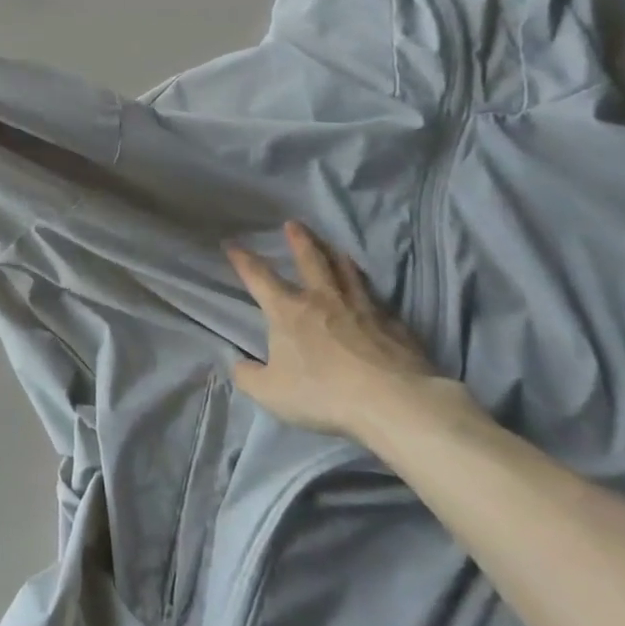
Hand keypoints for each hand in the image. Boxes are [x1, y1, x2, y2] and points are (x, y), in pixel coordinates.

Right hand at [226, 222, 449, 442]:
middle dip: (300, 240)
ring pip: (347, 272)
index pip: (259, 277)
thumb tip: (237, 364)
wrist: (392, 401)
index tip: (231, 243)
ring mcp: (362, 308)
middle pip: (311, 260)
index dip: (242, 259)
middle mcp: (323, 300)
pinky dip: (369, 291)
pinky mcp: (393, 324)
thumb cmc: (324, 393)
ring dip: (337, 256)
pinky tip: (372, 295)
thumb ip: (249, 377)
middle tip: (294, 224)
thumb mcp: (271, 393)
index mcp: (288, 311)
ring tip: (334, 247)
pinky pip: (377, 299)